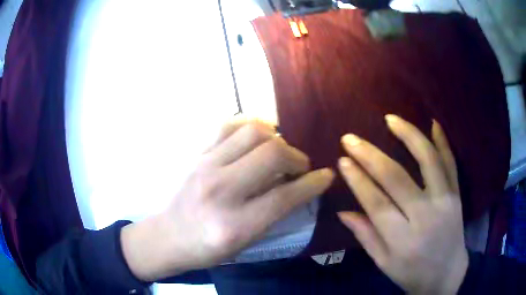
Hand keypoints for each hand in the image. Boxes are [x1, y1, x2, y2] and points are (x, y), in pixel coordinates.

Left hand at [121, 118, 333, 280]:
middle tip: (299, 166)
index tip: (325, 176)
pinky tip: (255, 137)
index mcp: (235, 225)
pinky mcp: (195, 154)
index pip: (285, 196)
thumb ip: (272, 214)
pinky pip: (228, 125)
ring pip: (252, 132)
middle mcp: (220, 191)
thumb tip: (298, 186)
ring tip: (278, 150)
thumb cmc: (205, 248)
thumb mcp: (243, 243)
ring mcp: (204, 166)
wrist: (165, 236)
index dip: (313, 184)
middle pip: (272, 155)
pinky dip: (249, 126)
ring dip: (275, 138)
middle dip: (297, 157)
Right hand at [337, 115, 467, 293]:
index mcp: (403, 240)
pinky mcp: (457, 194)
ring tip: (390, 118)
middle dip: (370, 155)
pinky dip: (443, 142)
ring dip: (409, 136)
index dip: (358, 180)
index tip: (342, 161)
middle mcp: (426, 216)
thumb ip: (366, 237)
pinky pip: (451, 164)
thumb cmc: (412, 273)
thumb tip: (342, 212)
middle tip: (351, 139)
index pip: (377, 204)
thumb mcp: (384, 264)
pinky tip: (433, 123)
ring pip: (428, 161)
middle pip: (397, 178)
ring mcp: (445, 201)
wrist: (447, 274)